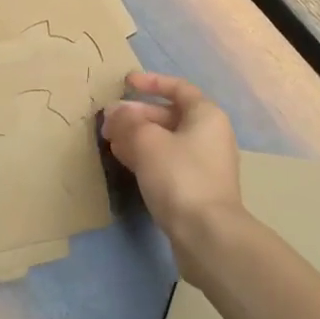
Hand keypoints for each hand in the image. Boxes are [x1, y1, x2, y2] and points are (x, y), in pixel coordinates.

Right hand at [101, 72, 241, 272]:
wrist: (208, 236)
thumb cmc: (180, 177)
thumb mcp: (147, 142)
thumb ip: (127, 122)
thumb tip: (114, 113)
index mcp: (206, 115)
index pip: (177, 87)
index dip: (151, 82)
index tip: (125, 83)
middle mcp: (210, 135)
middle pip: (169, 115)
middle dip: (137, 114)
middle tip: (109, 119)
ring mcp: (205, 164)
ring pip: (166, 140)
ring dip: (138, 136)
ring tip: (110, 139)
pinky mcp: (196, 189)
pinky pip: (167, 162)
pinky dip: (146, 156)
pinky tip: (123, 160)